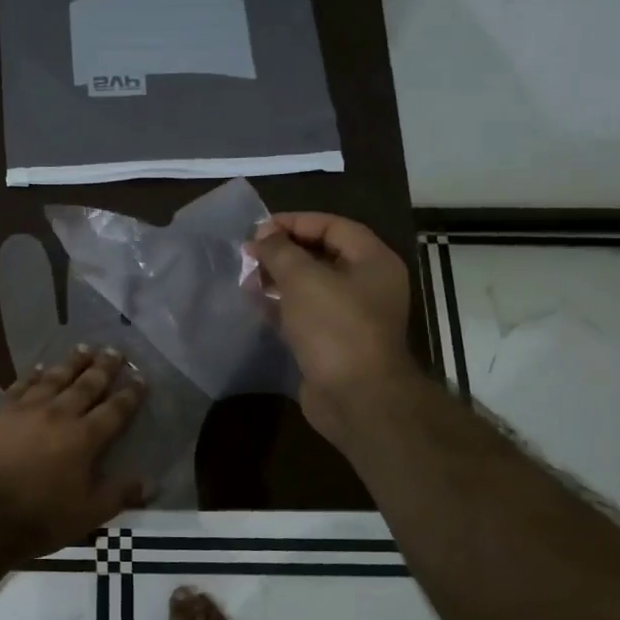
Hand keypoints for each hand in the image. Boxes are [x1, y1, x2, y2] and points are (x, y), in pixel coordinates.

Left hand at [0, 346, 146, 559]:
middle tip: (115, 350)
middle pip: (86, 385)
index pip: (114, 410)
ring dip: (71, 362)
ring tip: (84, 348)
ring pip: (54, 378)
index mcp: (84, 438)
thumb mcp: (88, 515)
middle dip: (103, 367)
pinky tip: (39, 368)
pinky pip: (20, 386)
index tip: (140, 378)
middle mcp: (58, 415)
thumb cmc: (39, 518)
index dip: (130, 393)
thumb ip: (117, 495)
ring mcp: (25, 410)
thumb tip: (144, 483)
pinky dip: (33, 375)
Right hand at [245, 213, 415, 445]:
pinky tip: (255, 305)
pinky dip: (282, 307)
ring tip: (246, 279)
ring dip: (278, 280)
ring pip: (311, 287)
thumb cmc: (334, 327)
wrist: (355, 396)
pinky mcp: (333, 343)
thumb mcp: (303, 278)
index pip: (332, 226)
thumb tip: (263, 235)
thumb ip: (279, 250)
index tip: (258, 229)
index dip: (294, 222)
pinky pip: (305, 315)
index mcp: (373, 261)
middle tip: (248, 255)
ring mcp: (351, 316)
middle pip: (321, 256)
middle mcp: (367, 285)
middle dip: (283, 252)